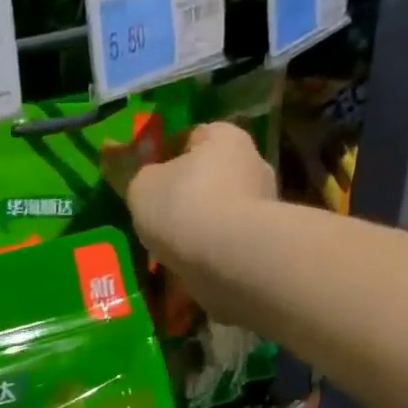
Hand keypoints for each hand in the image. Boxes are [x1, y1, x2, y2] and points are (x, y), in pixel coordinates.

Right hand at [126, 122, 277, 322]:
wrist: (229, 260)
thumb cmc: (184, 208)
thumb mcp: (142, 187)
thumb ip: (143, 179)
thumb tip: (150, 183)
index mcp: (224, 137)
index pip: (191, 137)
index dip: (166, 158)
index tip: (149, 183)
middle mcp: (252, 164)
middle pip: (210, 178)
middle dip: (186, 197)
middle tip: (158, 221)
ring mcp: (263, 206)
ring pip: (219, 214)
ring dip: (199, 230)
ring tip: (171, 252)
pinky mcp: (264, 243)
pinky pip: (228, 245)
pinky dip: (210, 255)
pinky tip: (190, 269)